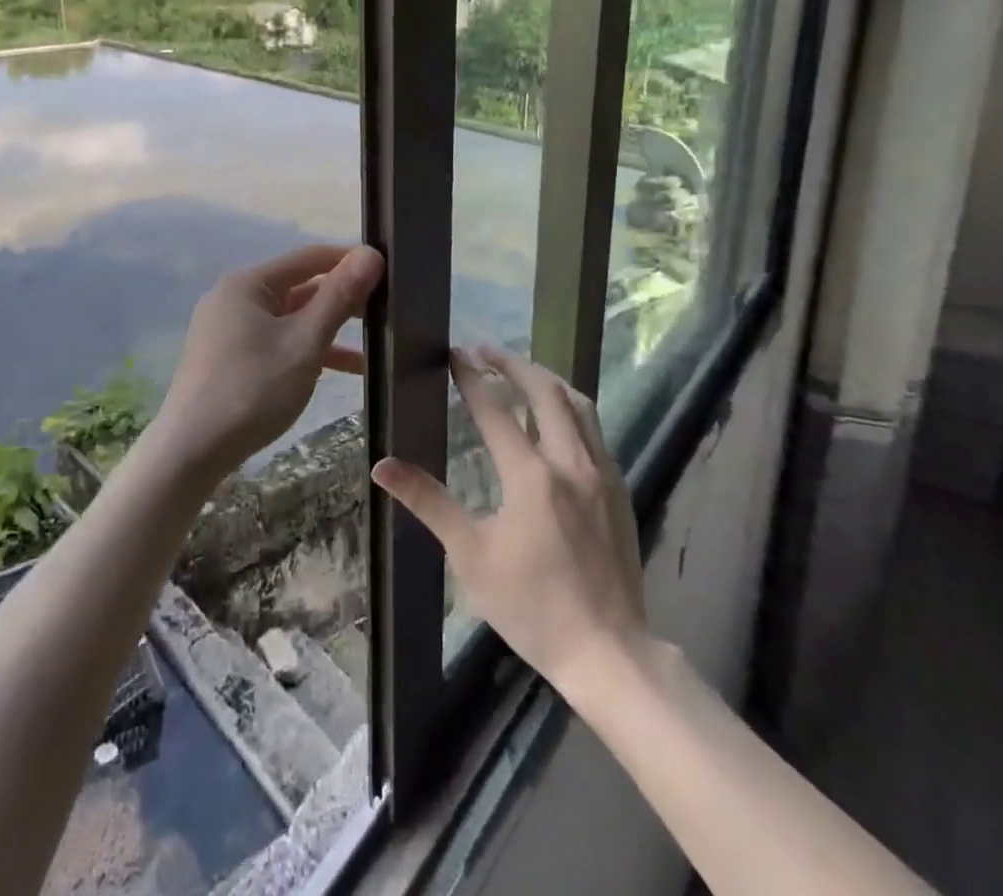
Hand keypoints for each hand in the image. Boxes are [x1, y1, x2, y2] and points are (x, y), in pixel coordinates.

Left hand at [149, 243, 384, 486]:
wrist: (191, 451)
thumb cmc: (252, 389)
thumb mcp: (304, 342)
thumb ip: (339, 297)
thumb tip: (371, 254)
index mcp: (248, 283)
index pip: (310, 257)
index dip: (349, 261)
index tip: (389, 273)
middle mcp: (235, 297)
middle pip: (299, 287)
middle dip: (341, 300)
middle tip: (386, 312)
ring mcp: (228, 329)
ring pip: (289, 319)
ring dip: (327, 331)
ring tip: (372, 347)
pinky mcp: (228, 357)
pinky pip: (275, 341)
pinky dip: (304, 350)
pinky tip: (335, 371)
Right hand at [372, 346, 649, 698]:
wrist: (608, 651)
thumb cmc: (531, 606)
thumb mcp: (470, 555)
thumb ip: (429, 502)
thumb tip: (383, 466)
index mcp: (531, 475)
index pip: (495, 408)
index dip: (472, 376)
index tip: (455, 353)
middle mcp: (570, 461)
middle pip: (544, 390)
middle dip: (513, 364)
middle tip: (485, 351)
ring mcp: (601, 472)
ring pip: (577, 403)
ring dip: (546, 379)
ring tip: (521, 371)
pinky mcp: (619, 488)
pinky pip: (595, 429)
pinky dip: (570, 407)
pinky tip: (558, 417)